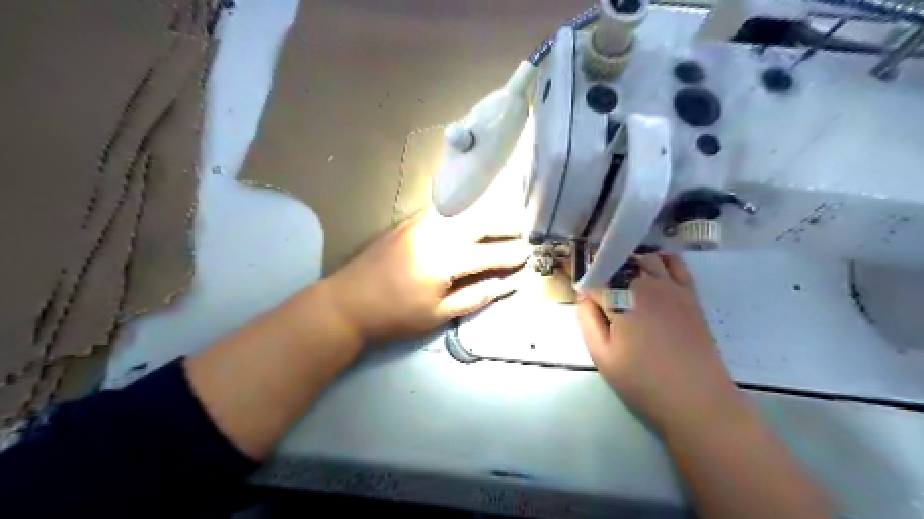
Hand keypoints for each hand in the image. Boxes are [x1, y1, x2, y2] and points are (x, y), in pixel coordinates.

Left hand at [323, 210, 525, 344]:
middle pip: (481, 221)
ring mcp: (421, 222)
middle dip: (505, 225)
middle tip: (521, 232)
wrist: (348, 302)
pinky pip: (445, 212)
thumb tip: (503, 284)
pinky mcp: (409, 221)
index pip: (489, 254)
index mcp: (445, 259)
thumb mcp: (438, 314)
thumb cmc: (394, 315)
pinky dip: (464, 215)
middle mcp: (437, 232)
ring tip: (501, 225)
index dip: (511, 255)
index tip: (528, 255)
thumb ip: (475, 297)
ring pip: (464, 211)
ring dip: (486, 217)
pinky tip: (469, 223)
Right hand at [579, 253, 744, 429]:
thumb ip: (587, 320)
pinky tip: (651, 270)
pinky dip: (659, 259)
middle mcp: (645, 284)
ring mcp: (671, 286)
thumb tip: (584, 296)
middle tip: (598, 295)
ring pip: (643, 260)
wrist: (697, 398)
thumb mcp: (602, 355)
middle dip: (603, 275)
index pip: (593, 280)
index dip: (582, 285)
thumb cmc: (642, 381)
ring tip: (620, 285)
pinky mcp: (689, 294)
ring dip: (628, 266)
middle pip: (617, 266)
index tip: (577, 293)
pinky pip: (674, 263)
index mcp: (621, 299)